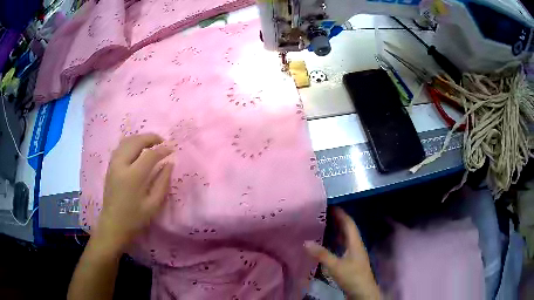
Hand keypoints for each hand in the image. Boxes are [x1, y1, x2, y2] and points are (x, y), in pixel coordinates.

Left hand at [95, 133, 173, 252]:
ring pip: (127, 141)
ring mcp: (113, 164)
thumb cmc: (135, 218)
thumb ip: (162, 182)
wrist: (113, 224)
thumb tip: (169, 164)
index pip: (150, 154)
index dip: (163, 150)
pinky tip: (137, 148)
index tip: (172, 150)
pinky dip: (131, 142)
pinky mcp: (110, 166)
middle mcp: (121, 165)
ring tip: (151, 143)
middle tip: (162, 141)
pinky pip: (120, 146)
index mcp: (133, 176)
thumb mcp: (153, 205)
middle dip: (151, 138)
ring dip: (140, 138)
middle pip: (136, 141)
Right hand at [305, 207, 379, 299]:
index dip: (341, 213)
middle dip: (337, 220)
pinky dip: (334, 242)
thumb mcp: (336, 266)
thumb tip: (305, 242)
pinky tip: (325, 244)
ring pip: (344, 238)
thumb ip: (322, 255)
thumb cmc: (352, 277)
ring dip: (335, 231)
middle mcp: (355, 245)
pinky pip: (341, 247)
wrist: (362, 293)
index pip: (349, 223)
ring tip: (322, 225)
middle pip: (347, 229)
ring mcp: (353, 254)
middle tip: (322, 214)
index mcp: (355, 243)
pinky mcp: (350, 262)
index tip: (329, 205)